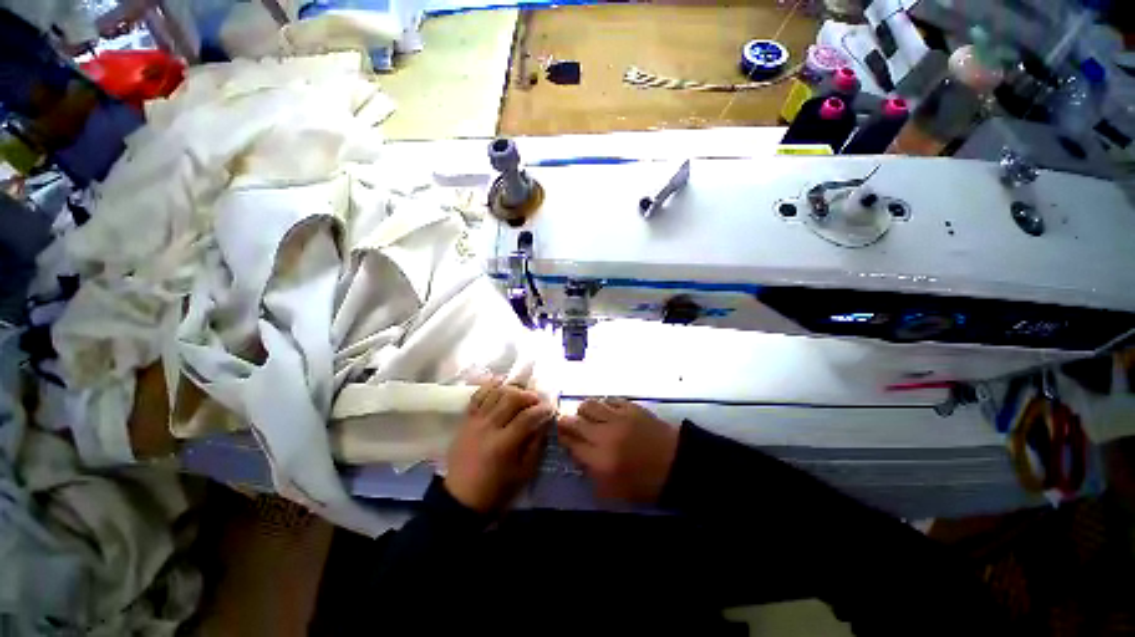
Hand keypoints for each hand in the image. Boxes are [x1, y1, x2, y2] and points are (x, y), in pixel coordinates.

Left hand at [444, 383, 553, 512]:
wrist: (460, 499)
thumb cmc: (496, 489)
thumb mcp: (523, 473)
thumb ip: (536, 445)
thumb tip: (544, 422)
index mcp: (503, 444)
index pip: (527, 417)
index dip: (542, 410)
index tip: (550, 408)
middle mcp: (488, 427)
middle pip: (511, 398)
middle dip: (528, 396)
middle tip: (537, 400)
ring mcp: (474, 421)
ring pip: (495, 393)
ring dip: (512, 389)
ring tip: (521, 393)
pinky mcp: (465, 420)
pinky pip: (477, 395)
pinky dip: (489, 385)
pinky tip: (500, 382)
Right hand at [557, 398, 679, 503]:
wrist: (676, 464)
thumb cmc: (645, 483)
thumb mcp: (614, 492)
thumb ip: (592, 474)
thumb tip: (578, 456)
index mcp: (600, 460)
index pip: (571, 443)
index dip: (562, 438)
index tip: (561, 436)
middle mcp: (605, 435)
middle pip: (575, 421)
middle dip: (566, 422)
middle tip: (567, 425)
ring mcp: (618, 417)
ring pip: (589, 405)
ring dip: (584, 411)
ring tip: (587, 416)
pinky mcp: (630, 407)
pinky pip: (609, 400)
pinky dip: (603, 405)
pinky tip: (607, 412)